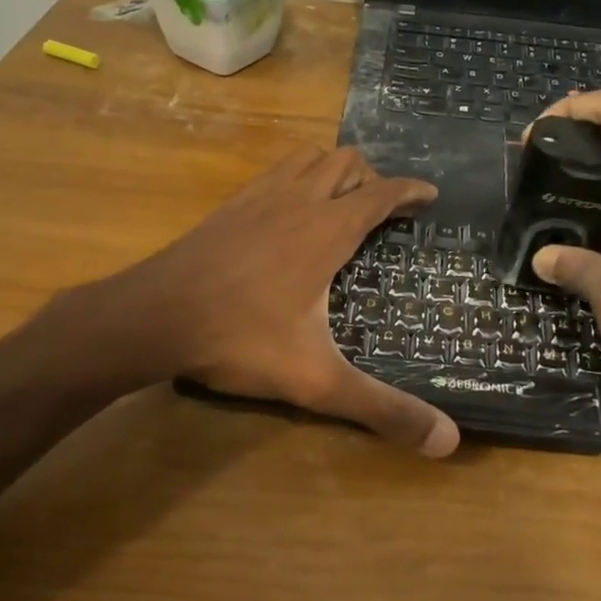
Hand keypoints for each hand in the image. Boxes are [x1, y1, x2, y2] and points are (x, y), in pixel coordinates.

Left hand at [92, 146, 459, 456]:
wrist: (153, 317)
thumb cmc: (240, 340)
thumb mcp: (317, 381)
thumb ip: (382, 409)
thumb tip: (447, 441)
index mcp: (327, 231)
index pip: (382, 193)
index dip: (411, 190)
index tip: (430, 195)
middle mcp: (297, 202)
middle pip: (346, 162)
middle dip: (373, 178)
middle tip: (384, 211)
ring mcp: (258, 198)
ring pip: (307, 158)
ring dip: (333, 170)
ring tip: (342, 202)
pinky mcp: (228, 206)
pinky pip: (274, 172)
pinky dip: (296, 178)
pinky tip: (288, 213)